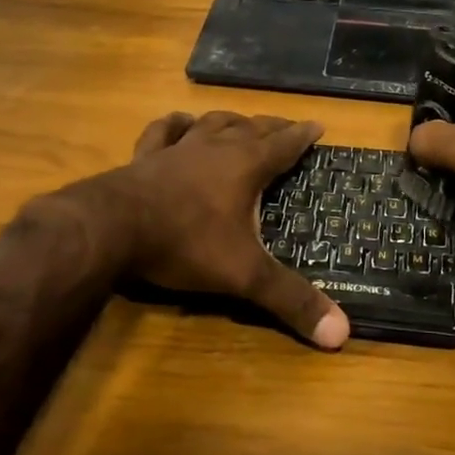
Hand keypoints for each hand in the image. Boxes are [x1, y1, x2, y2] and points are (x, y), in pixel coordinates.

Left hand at [112, 111, 350, 349]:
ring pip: (211, 123)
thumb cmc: (185, 243)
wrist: (112, 228)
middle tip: (286, 126)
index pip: (283, 144)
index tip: (318, 125)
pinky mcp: (144, 157)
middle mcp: (215, 148)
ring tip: (240, 121)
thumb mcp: (244, 275)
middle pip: (251, 128)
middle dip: (272, 127)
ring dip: (230, 120)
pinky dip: (175, 124)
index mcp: (245, 166)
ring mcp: (177, 149)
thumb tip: (342, 333)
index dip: (303, 136)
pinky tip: (180, 122)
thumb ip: (290, 300)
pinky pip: (163, 131)